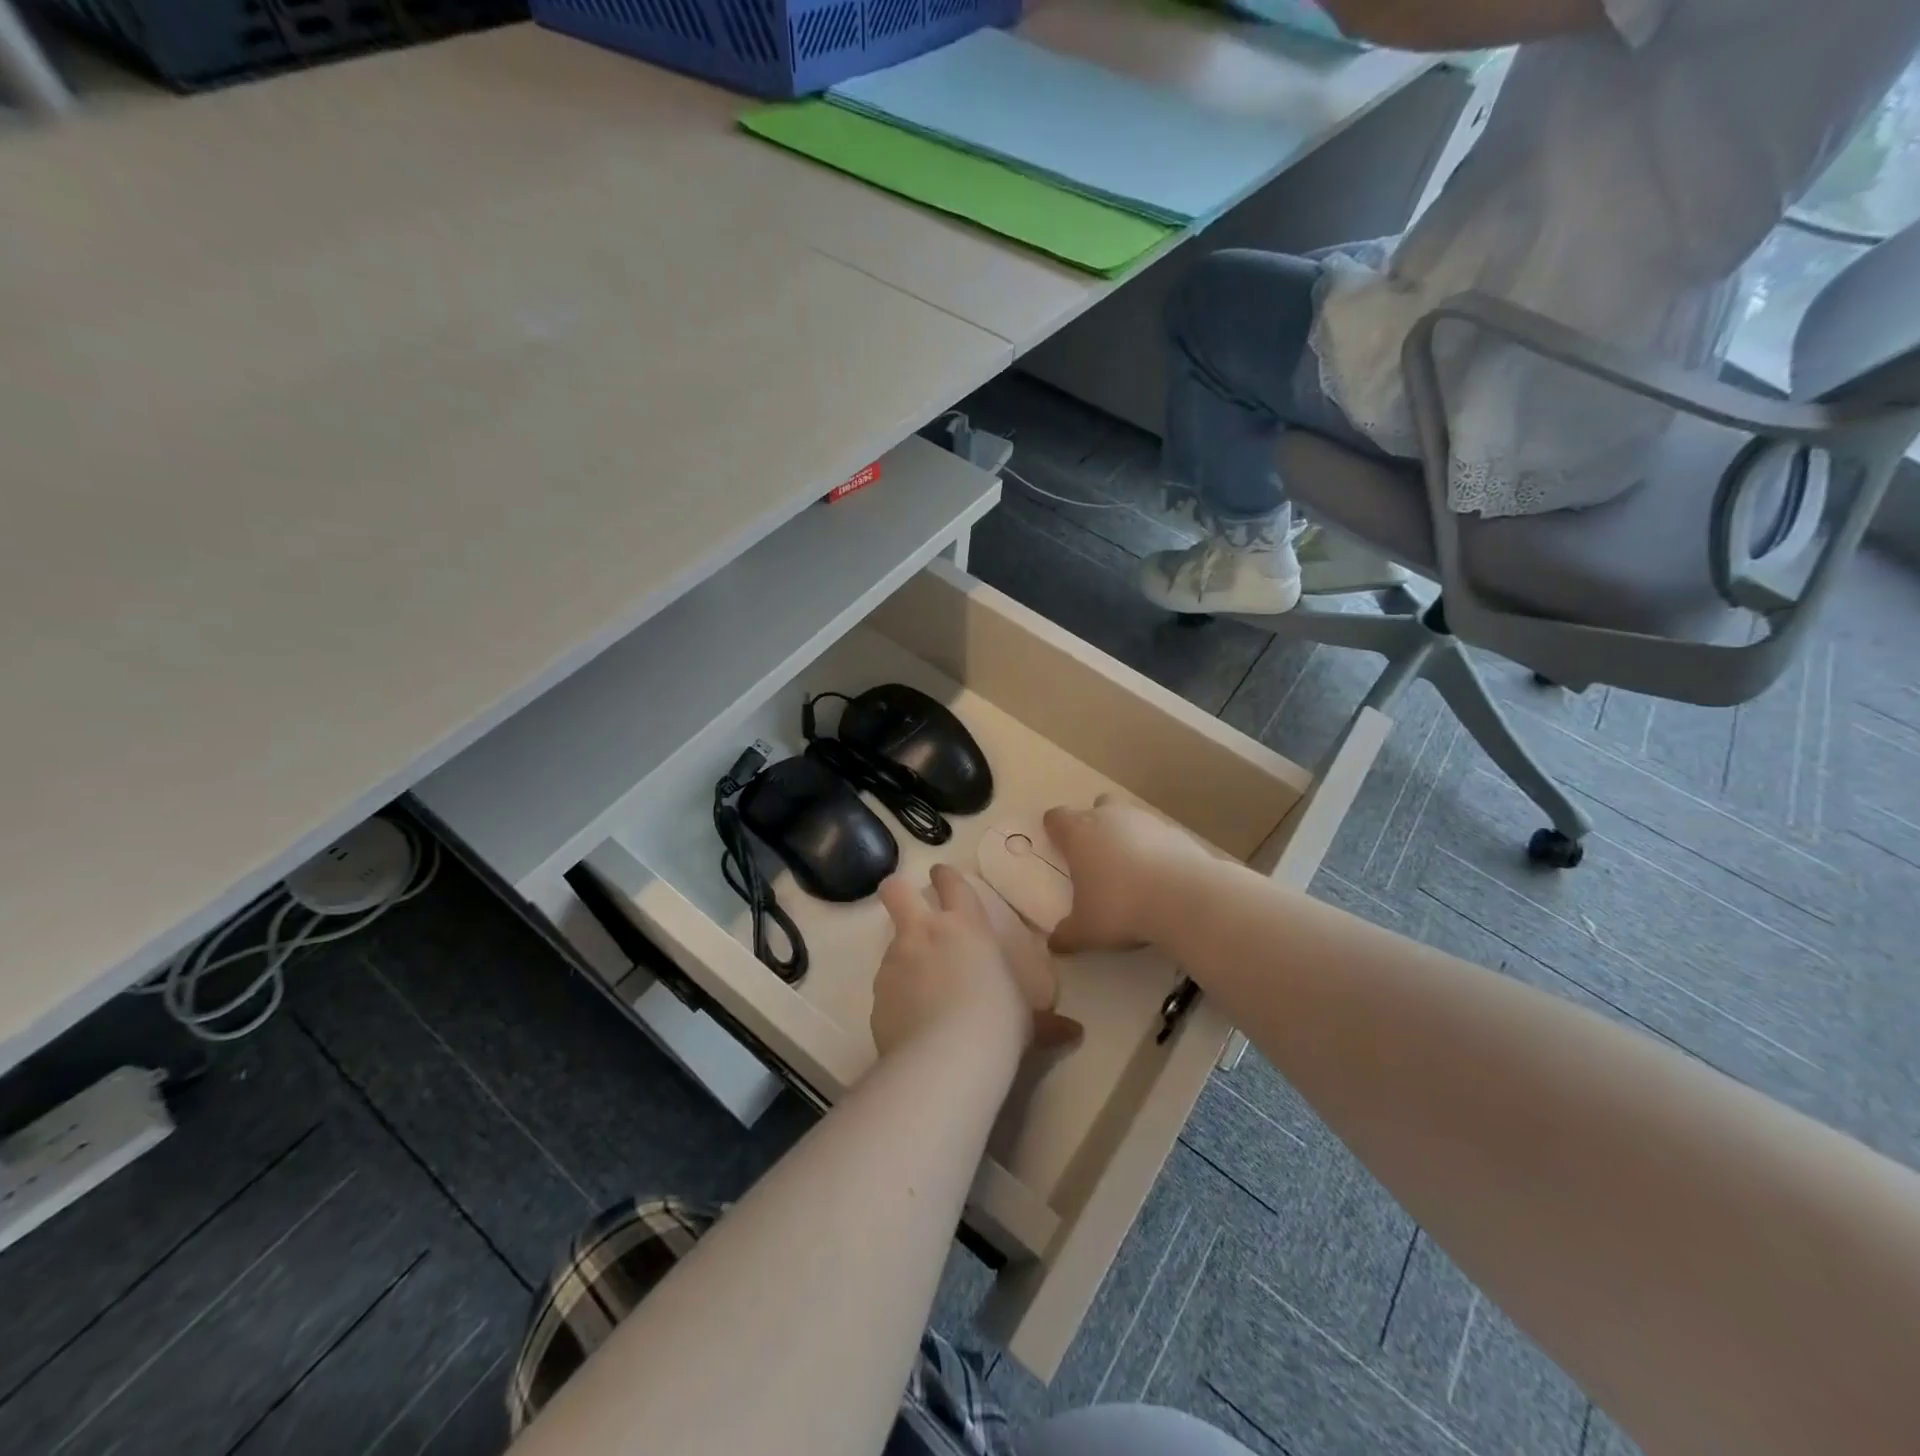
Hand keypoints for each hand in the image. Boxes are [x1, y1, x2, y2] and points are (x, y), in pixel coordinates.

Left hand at [871, 865, 1081, 1058]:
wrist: (947, 1057)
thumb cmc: (999, 1022)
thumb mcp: (1027, 1020)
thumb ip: (1046, 1022)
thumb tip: (1074, 1033)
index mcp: (966, 925)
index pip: (951, 883)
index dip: (945, 876)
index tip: (941, 875)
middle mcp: (925, 933)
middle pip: (896, 892)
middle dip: (897, 891)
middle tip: (903, 901)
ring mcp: (896, 961)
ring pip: (892, 944)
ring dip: (903, 958)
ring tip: (921, 990)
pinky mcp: (877, 995)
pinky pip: (887, 987)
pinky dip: (897, 997)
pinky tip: (911, 1022)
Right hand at [1043, 796, 1213, 953]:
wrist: (1184, 897)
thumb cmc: (1120, 906)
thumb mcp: (1086, 930)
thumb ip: (1067, 935)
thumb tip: (1054, 945)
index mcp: (1079, 833)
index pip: (1057, 817)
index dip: (1055, 829)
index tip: (1057, 845)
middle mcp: (1110, 817)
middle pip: (1097, 806)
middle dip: (1096, 825)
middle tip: (1096, 857)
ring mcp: (1146, 820)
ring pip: (1130, 819)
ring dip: (1127, 837)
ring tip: (1130, 872)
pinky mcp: (1176, 832)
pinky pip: (1158, 836)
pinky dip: (1155, 850)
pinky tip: (1160, 879)